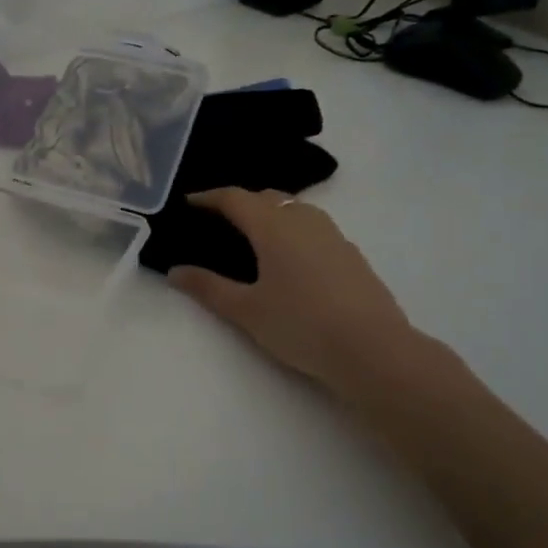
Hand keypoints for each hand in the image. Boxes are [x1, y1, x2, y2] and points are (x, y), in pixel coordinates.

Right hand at [167, 188, 419, 395]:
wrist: (373, 350)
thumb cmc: (301, 325)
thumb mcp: (246, 310)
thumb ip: (208, 288)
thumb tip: (175, 272)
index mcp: (273, 226)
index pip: (235, 198)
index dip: (209, 197)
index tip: (189, 202)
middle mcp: (303, 220)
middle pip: (266, 197)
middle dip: (240, 202)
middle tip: (217, 221)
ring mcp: (332, 234)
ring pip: (294, 209)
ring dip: (269, 213)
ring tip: (252, 236)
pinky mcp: (350, 253)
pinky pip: (313, 227)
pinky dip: (291, 229)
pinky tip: (289, 258)